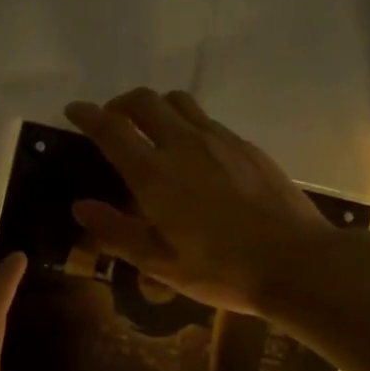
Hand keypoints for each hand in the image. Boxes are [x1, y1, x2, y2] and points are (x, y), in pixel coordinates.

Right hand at [63, 89, 335, 317]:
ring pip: (179, 102)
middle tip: (112, 122)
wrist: (296, 261)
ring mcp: (219, 140)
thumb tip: (80, 207)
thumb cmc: (221, 269)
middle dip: (120, 103)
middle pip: (144, 101)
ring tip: (151, 131)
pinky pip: (206, 120)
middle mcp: (183, 144)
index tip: (73, 110)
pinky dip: (187, 124)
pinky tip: (194, 154)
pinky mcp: (246, 146)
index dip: (87, 115)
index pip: (111, 129)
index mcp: (154, 174)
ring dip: (155, 107)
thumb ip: (116, 232)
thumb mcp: (160, 263)